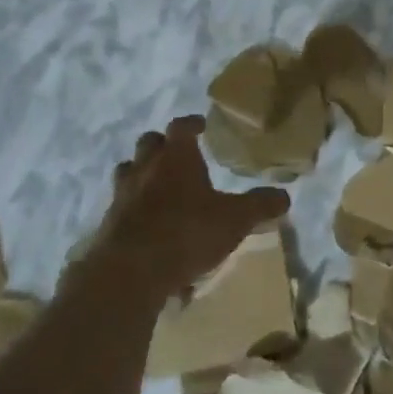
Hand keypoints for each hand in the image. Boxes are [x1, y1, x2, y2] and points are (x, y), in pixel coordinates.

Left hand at [83, 116, 289, 295]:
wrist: (130, 270)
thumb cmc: (187, 232)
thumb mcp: (235, 219)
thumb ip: (260, 205)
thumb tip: (284, 196)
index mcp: (176, 157)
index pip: (181, 126)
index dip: (192, 123)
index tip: (202, 125)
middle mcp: (145, 167)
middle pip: (149, 142)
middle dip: (163, 145)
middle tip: (179, 154)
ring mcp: (122, 194)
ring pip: (129, 171)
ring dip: (142, 173)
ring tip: (159, 186)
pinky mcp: (109, 222)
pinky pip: (122, 205)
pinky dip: (135, 208)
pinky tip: (149, 226)